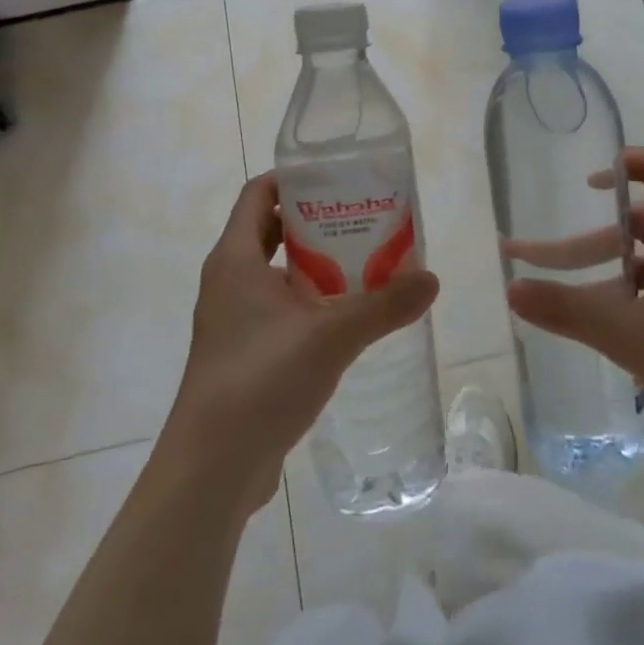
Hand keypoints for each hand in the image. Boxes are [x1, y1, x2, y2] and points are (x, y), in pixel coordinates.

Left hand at [164, 173, 439, 516]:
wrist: (212, 467)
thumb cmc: (261, 379)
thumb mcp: (331, 336)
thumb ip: (383, 306)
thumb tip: (431, 280)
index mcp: (235, 258)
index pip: (258, 193)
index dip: (293, 178)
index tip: (336, 177)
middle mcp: (227, 280)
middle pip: (269, 229)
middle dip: (313, 221)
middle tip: (361, 219)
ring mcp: (231, 319)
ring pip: (274, 272)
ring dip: (313, 264)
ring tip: (363, 262)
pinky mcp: (240, 353)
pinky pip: (276, 309)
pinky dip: (306, 301)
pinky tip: (344, 318)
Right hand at [505, 147, 643, 495]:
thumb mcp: (632, 333)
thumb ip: (567, 309)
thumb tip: (510, 289)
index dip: (622, 164)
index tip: (582, 184)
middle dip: (591, 238)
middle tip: (539, 259)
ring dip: (609, 275)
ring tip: (564, 299)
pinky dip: (631, 304)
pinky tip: (604, 333)